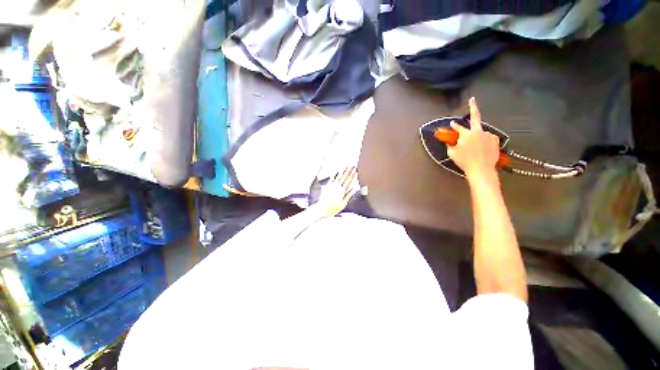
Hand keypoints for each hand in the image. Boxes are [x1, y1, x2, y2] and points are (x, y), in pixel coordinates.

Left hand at [315, 166, 357, 216]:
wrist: (323, 208)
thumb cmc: (333, 208)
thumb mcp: (343, 203)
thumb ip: (349, 195)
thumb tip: (354, 189)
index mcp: (342, 191)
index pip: (349, 181)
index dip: (352, 175)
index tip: (355, 170)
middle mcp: (337, 187)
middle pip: (344, 177)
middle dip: (349, 171)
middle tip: (352, 166)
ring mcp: (332, 186)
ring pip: (338, 176)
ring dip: (342, 171)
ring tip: (346, 166)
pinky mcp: (327, 186)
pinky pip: (331, 179)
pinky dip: (334, 174)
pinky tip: (336, 171)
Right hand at [447, 97, 500, 181]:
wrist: (481, 169)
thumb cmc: (464, 161)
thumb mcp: (452, 154)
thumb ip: (450, 145)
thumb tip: (449, 141)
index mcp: (466, 134)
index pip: (458, 127)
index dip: (453, 125)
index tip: (452, 123)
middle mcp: (478, 131)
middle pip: (475, 117)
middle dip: (473, 107)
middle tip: (472, 100)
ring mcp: (488, 135)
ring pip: (481, 132)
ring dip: (477, 136)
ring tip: (475, 146)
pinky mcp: (495, 140)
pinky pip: (488, 137)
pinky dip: (485, 140)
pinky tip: (483, 147)